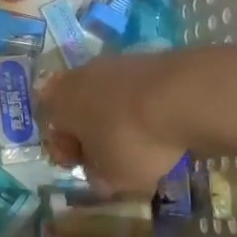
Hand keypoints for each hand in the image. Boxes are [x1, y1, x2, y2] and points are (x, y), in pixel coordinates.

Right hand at [37, 51, 189, 195]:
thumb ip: (100, 177)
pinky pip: (135, 92)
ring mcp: (114, 63)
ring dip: (118, 120)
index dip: (68, 153)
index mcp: (59, 102)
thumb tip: (100, 176)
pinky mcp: (147, 59)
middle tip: (111, 158)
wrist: (184, 96)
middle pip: (80, 109)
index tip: (88, 169)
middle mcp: (79, 75)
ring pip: (108, 98)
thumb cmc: (132, 139)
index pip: (53, 129)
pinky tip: (161, 126)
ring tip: (142, 144)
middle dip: (93, 134)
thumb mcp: (112, 176)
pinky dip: (142, 109)